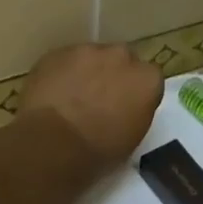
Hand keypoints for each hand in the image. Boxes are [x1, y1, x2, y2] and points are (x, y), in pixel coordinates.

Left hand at [19, 44, 163, 169]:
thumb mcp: (132, 139)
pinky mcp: (57, 52)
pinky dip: (62, 73)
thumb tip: (125, 109)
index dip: (136, 92)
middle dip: (113, 74)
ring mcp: (87, 51)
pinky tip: (53, 94)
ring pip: (91, 57)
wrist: (53, 143)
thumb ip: (135, 113)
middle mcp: (121, 57)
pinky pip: (64, 61)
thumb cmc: (98, 152)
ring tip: (72, 97)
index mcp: (147, 80)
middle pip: (121, 60)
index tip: (126, 107)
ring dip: (86, 72)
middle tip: (100, 99)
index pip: (149, 78)